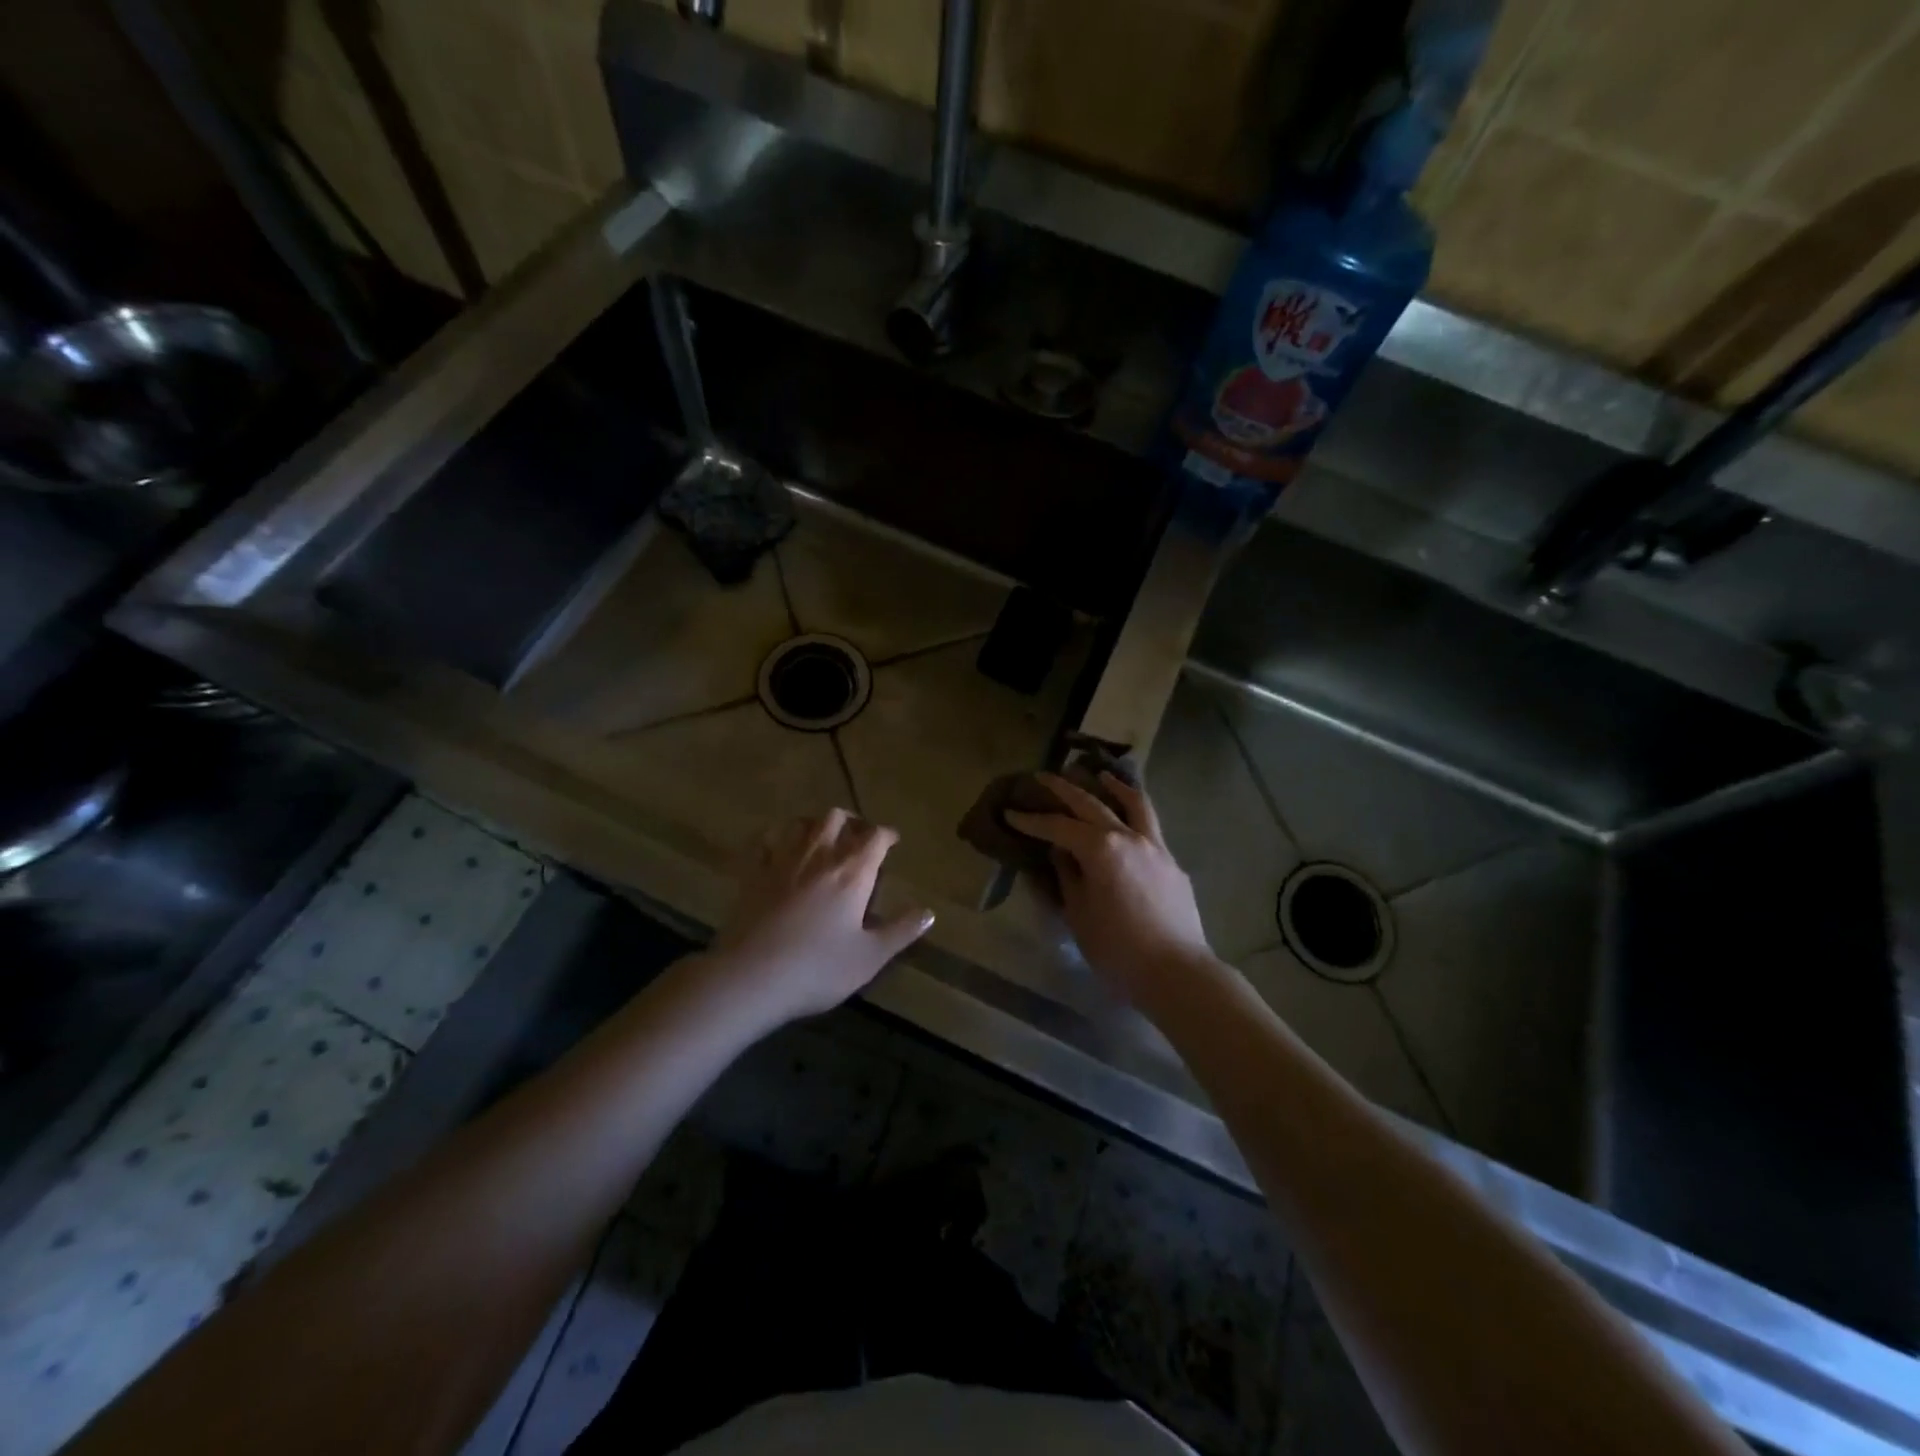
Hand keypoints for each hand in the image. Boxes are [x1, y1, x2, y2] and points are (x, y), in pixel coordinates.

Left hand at [707, 809, 933, 1027]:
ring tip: (822, 838)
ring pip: (801, 823)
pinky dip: (775, 838)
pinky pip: (764, 842)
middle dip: (851, 822)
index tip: (892, 841)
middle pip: (836, 818)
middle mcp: (819, 856)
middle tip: (858, 837)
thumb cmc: (818, 969)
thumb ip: (901, 931)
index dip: (887, 835)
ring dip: (815, 824)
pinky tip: (778, 849)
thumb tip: (929, 912)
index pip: (875, 837)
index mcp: (852, 873)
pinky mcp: (753, 873)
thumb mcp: (870, 957)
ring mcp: (782, 861)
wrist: (751, 977)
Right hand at [1006, 773, 1211, 1000]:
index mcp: (1100, 849)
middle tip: (1043, 777)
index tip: (1011, 812)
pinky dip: (1134, 813)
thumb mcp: (1078, 915)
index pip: (1057, 827)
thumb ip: (1068, 877)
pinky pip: (1151, 826)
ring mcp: (1155, 846)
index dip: (1031, 820)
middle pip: (1091, 803)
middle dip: (1064, 788)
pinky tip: (1126, 821)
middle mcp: (1128, 837)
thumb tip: (1060, 854)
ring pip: (1134, 803)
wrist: (1177, 973)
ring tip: (1100, 774)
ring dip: (1113, 786)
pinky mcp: (1172, 862)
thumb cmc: (1118, 950)